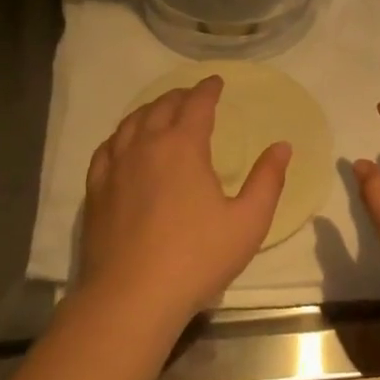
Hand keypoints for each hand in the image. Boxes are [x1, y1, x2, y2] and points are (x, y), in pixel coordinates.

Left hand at [77, 75, 290, 331]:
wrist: (132, 297)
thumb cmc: (196, 258)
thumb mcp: (248, 222)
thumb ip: (267, 180)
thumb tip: (282, 146)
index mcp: (183, 146)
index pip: (197, 104)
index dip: (208, 89)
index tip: (216, 82)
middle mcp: (146, 145)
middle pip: (161, 107)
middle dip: (180, 96)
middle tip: (192, 96)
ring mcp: (115, 166)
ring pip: (131, 123)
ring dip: (150, 111)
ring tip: (160, 112)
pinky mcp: (96, 190)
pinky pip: (107, 148)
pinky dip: (120, 136)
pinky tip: (123, 144)